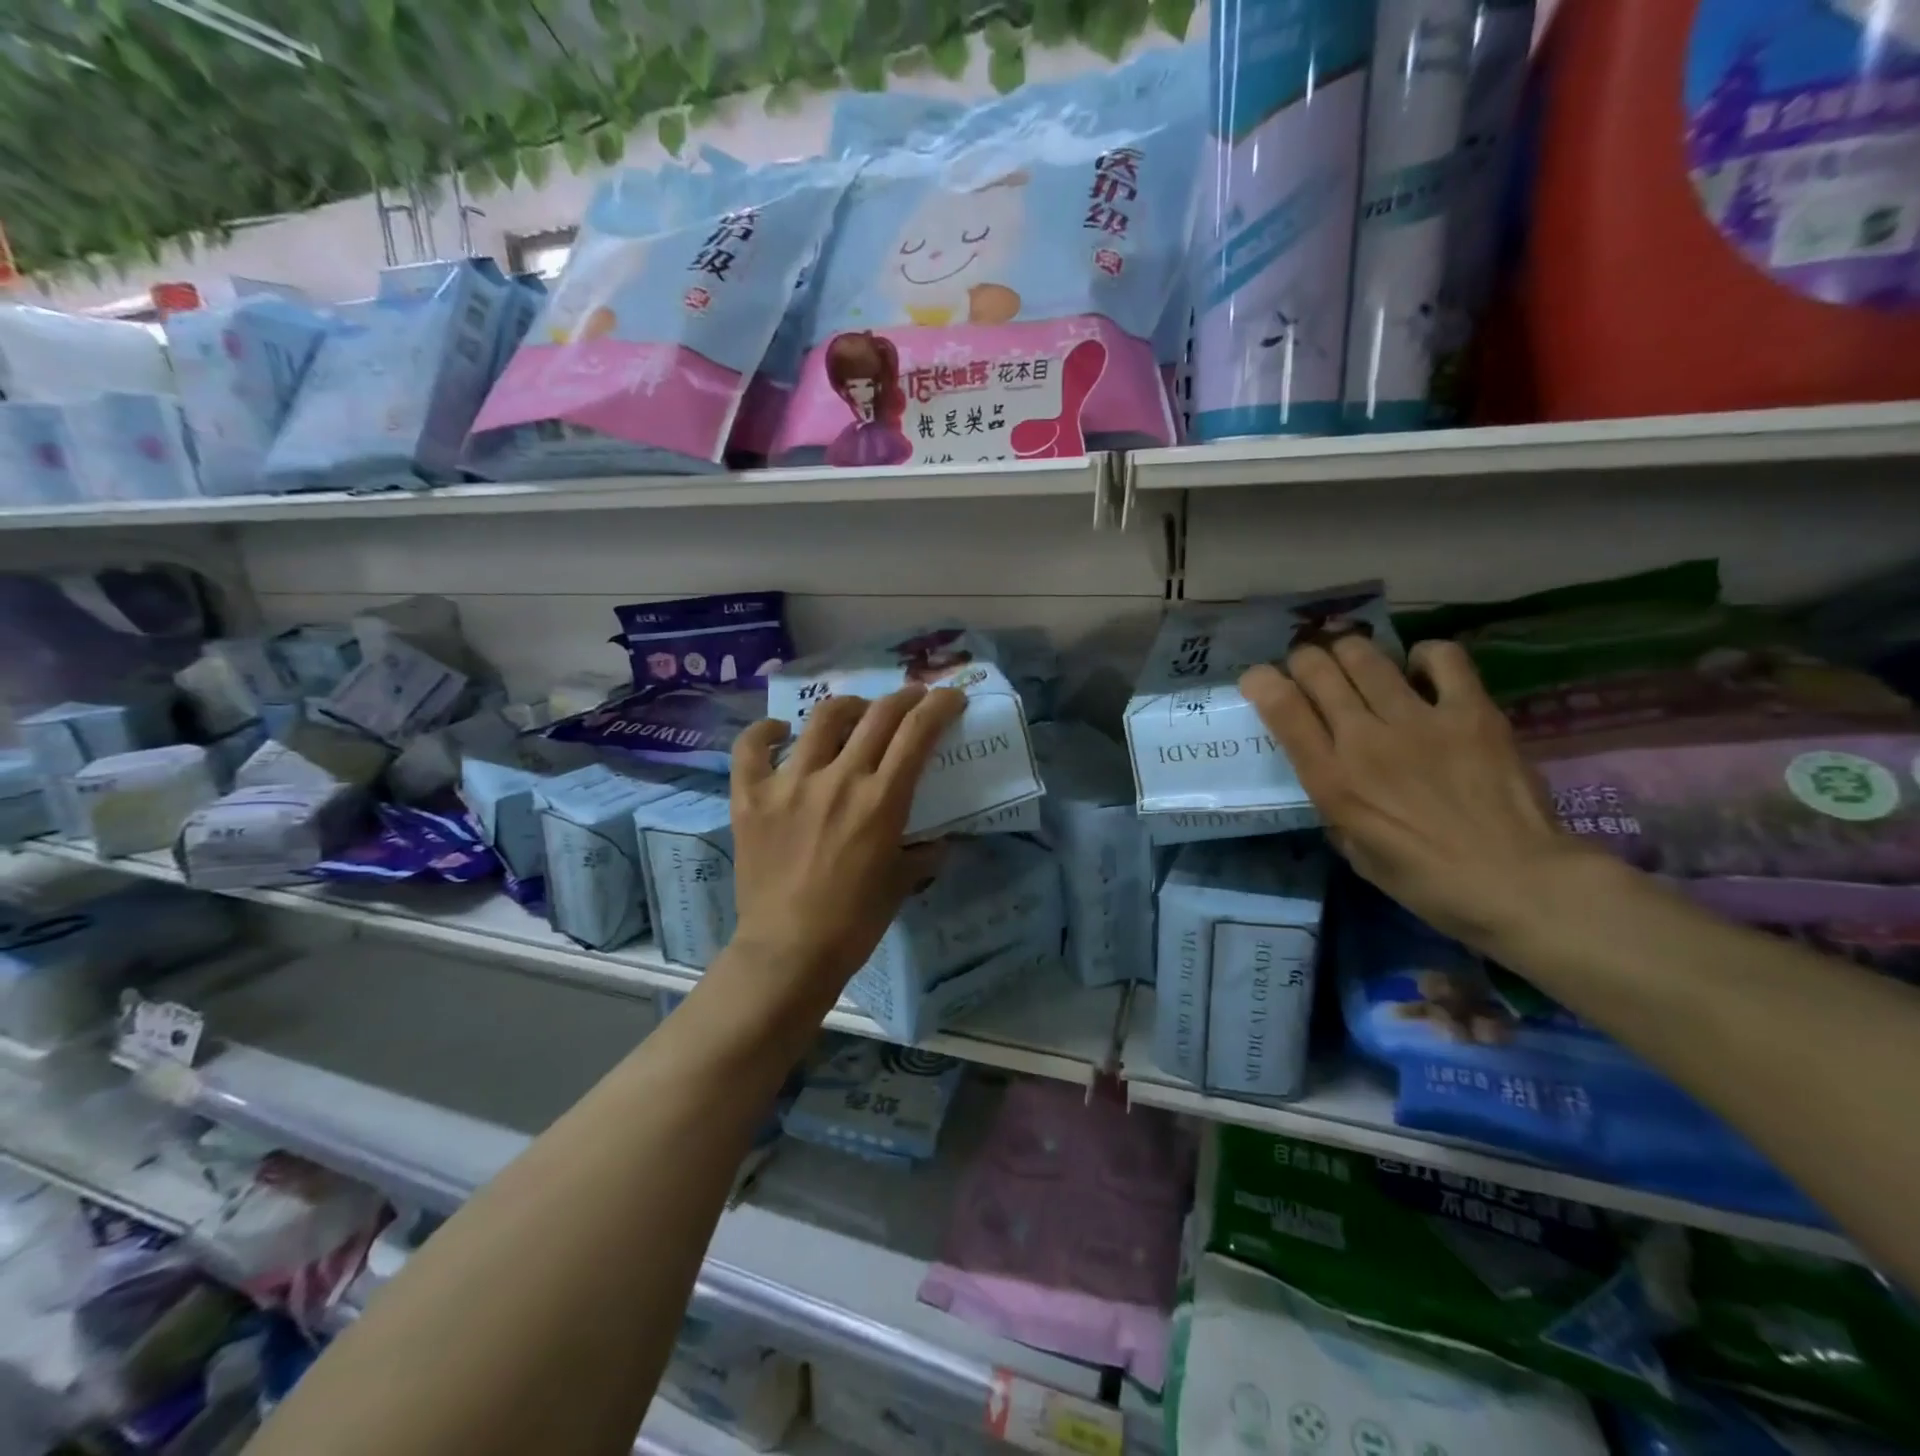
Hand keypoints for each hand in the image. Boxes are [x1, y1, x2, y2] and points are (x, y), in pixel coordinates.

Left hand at [728, 684, 966, 1005]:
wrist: (788, 951)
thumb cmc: (854, 922)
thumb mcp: (901, 884)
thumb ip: (924, 854)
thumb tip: (939, 842)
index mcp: (881, 800)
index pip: (917, 732)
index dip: (939, 706)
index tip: (949, 698)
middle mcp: (838, 779)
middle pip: (877, 715)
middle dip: (903, 697)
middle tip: (911, 699)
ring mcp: (790, 783)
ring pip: (822, 718)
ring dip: (848, 707)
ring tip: (854, 714)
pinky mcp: (750, 796)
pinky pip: (752, 747)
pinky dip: (766, 732)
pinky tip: (779, 732)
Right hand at [1239, 637, 1600, 950]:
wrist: (1518, 882)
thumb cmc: (1425, 880)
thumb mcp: (1354, 850)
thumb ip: (1333, 804)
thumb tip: (1332, 774)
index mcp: (1332, 779)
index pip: (1282, 707)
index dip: (1260, 682)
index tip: (1259, 680)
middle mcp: (1365, 739)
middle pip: (1318, 668)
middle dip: (1303, 660)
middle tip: (1311, 671)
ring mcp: (1419, 720)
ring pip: (1366, 655)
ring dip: (1349, 652)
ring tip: (1354, 662)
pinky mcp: (1471, 711)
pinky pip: (1441, 658)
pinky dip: (1423, 656)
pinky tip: (1420, 671)